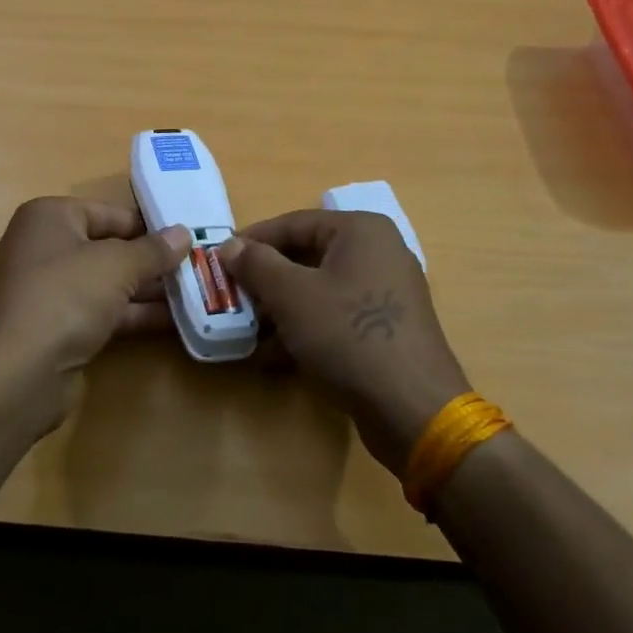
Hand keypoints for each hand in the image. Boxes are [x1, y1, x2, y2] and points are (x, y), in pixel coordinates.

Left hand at [0, 197, 191, 434]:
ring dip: (146, 289)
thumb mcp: (118, 265)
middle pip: (107, 247)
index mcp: (48, 217)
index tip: (186, 236)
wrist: (19, 373)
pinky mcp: (55, 328)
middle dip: (149, 259)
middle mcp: (43, 248)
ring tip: (192, 292)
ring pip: (105, 283)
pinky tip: (171, 320)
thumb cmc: (65, 296)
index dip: (147, 224)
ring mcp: (47, 291)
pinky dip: (131, 314)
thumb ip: (153, 250)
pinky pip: (100, 311)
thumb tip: (183, 233)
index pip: (107, 212)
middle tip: (195, 265)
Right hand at [219, 210, 469, 472]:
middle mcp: (379, 251)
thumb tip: (230, 245)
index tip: (218, 261)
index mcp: (361, 230)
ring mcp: (386, 291)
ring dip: (281, 306)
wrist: (413, 409)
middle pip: (307, 254)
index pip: (293, 223)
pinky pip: (336, 314)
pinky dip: (306, 326)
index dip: (252, 241)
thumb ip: (256, 264)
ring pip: (319, 287)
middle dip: (266, 278)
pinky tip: (276, 353)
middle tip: (232, 296)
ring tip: (248, 328)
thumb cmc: (349, 336)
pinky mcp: (387, 327)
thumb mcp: (292, 295)